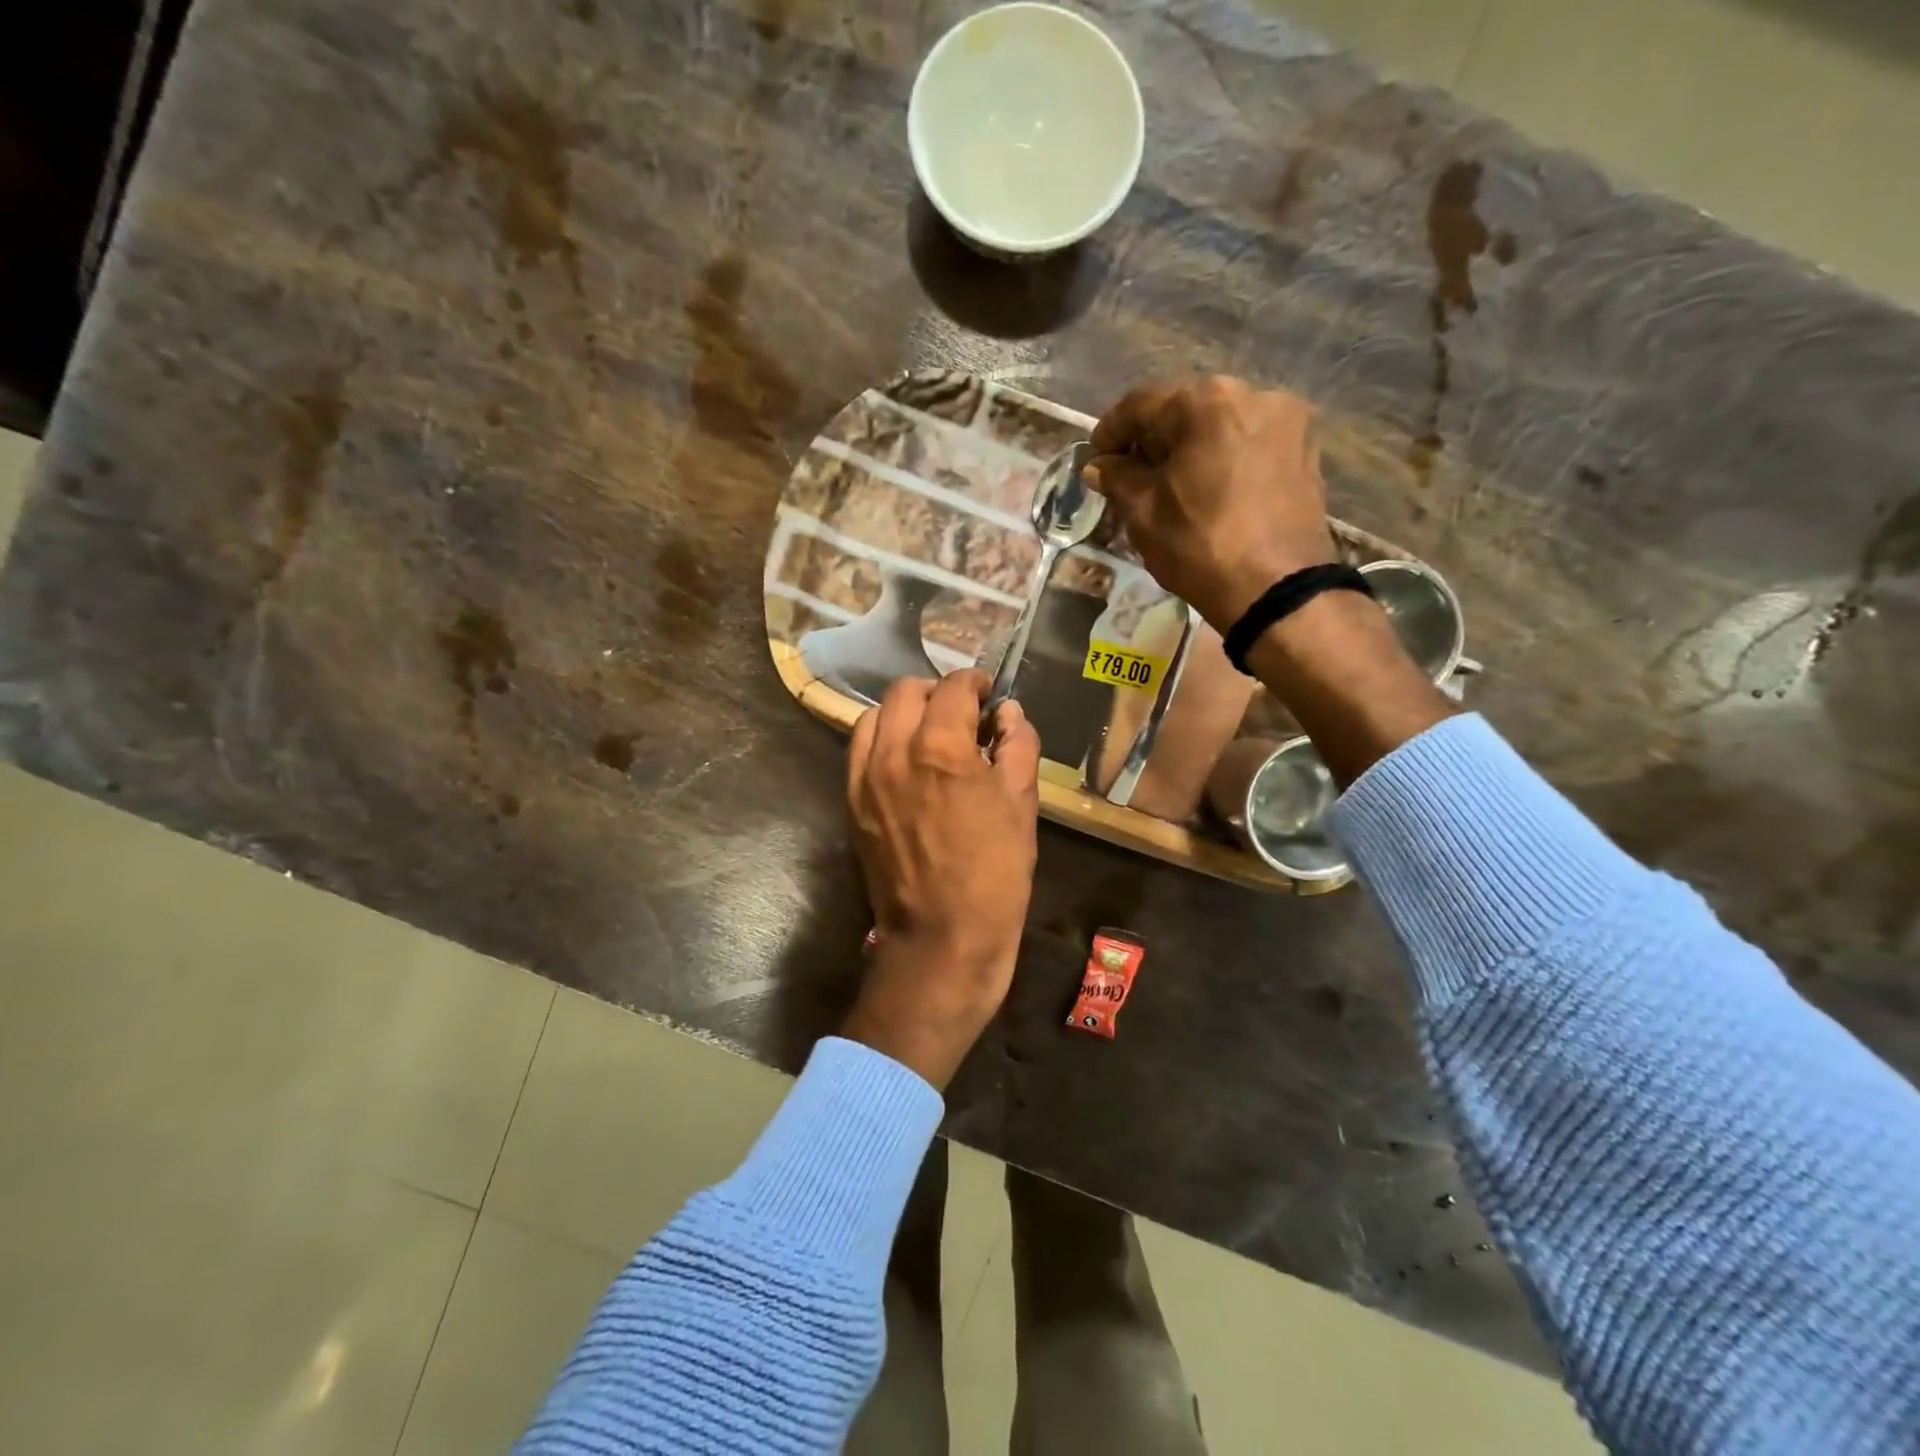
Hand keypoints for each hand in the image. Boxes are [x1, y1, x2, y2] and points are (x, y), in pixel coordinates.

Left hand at [841, 670, 1040, 1088]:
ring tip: (930, 733)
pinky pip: (860, 751)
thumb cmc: (994, 874)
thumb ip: (1018, 747)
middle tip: (962, 712)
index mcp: (941, 749)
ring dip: (905, 712)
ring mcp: (865, 778)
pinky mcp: (852, 803)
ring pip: (875, 716)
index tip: (988, 694)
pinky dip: (882, 740)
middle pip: (906, 691)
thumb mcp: (1022, 806)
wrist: (941, 939)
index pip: (953, 688)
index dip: (975, 683)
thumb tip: (1009, 714)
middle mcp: (894, 753)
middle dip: (938, 692)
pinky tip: (905, 761)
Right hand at [1085, 377, 1336, 632]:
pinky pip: (1249, 445)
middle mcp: (1253, 395)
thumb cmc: (1201, 546)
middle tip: (1129, 474)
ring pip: (1221, 427)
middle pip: (1186, 411)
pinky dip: (1223, 460)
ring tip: (1169, 486)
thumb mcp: (1144, 513)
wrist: (1278, 590)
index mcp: (1207, 402)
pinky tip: (1208, 491)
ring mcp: (1287, 422)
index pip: (1142, 405)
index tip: (1094, 458)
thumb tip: (1099, 466)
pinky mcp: (1306, 452)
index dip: (1110, 431)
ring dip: (1189, 449)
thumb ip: (1118, 479)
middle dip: (1153, 440)